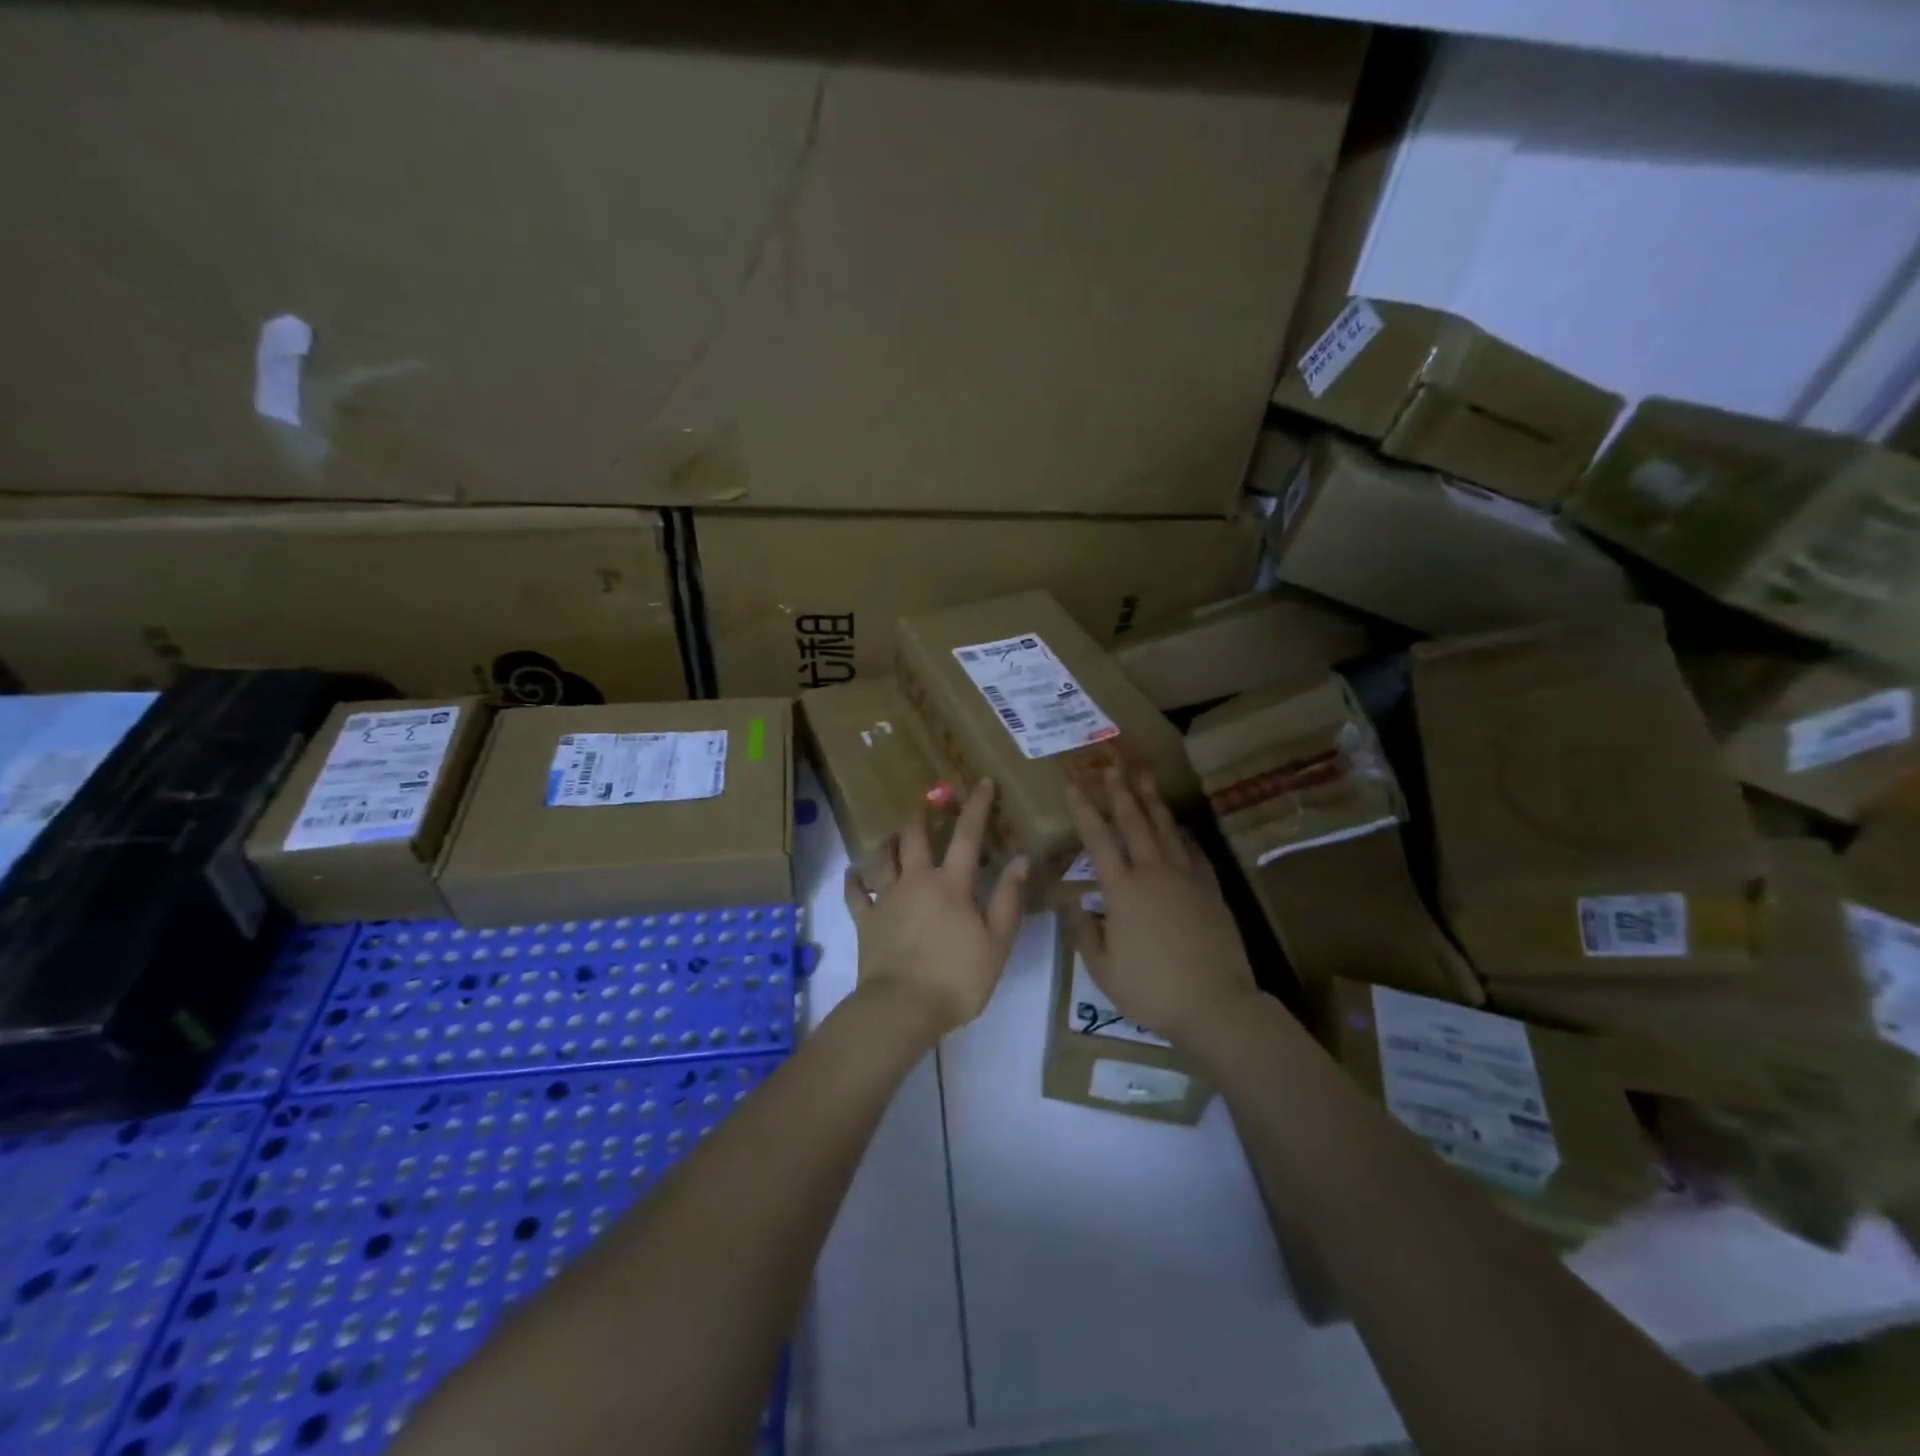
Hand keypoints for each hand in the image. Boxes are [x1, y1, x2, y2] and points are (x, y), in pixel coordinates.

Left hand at [843, 779, 1027, 1038]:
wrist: (902, 1007)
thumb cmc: (957, 977)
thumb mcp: (997, 942)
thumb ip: (1008, 898)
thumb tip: (1020, 858)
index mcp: (951, 884)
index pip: (967, 835)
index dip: (976, 806)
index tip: (981, 783)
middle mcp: (916, 881)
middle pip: (915, 837)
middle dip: (922, 815)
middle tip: (927, 802)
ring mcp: (886, 899)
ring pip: (882, 858)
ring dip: (888, 841)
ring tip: (893, 834)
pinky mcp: (865, 920)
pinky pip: (855, 892)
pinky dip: (854, 879)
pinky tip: (854, 872)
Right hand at [1066, 769, 1257, 1045]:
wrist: (1215, 1004)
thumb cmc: (1151, 990)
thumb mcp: (1102, 968)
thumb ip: (1083, 931)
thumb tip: (1071, 902)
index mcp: (1122, 890)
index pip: (1098, 840)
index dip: (1084, 809)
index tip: (1073, 784)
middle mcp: (1153, 874)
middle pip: (1134, 823)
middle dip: (1120, 792)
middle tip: (1112, 765)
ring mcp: (1186, 879)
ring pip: (1166, 830)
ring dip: (1153, 801)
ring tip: (1145, 776)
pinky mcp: (1210, 891)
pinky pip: (1194, 853)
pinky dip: (1184, 835)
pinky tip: (1180, 826)